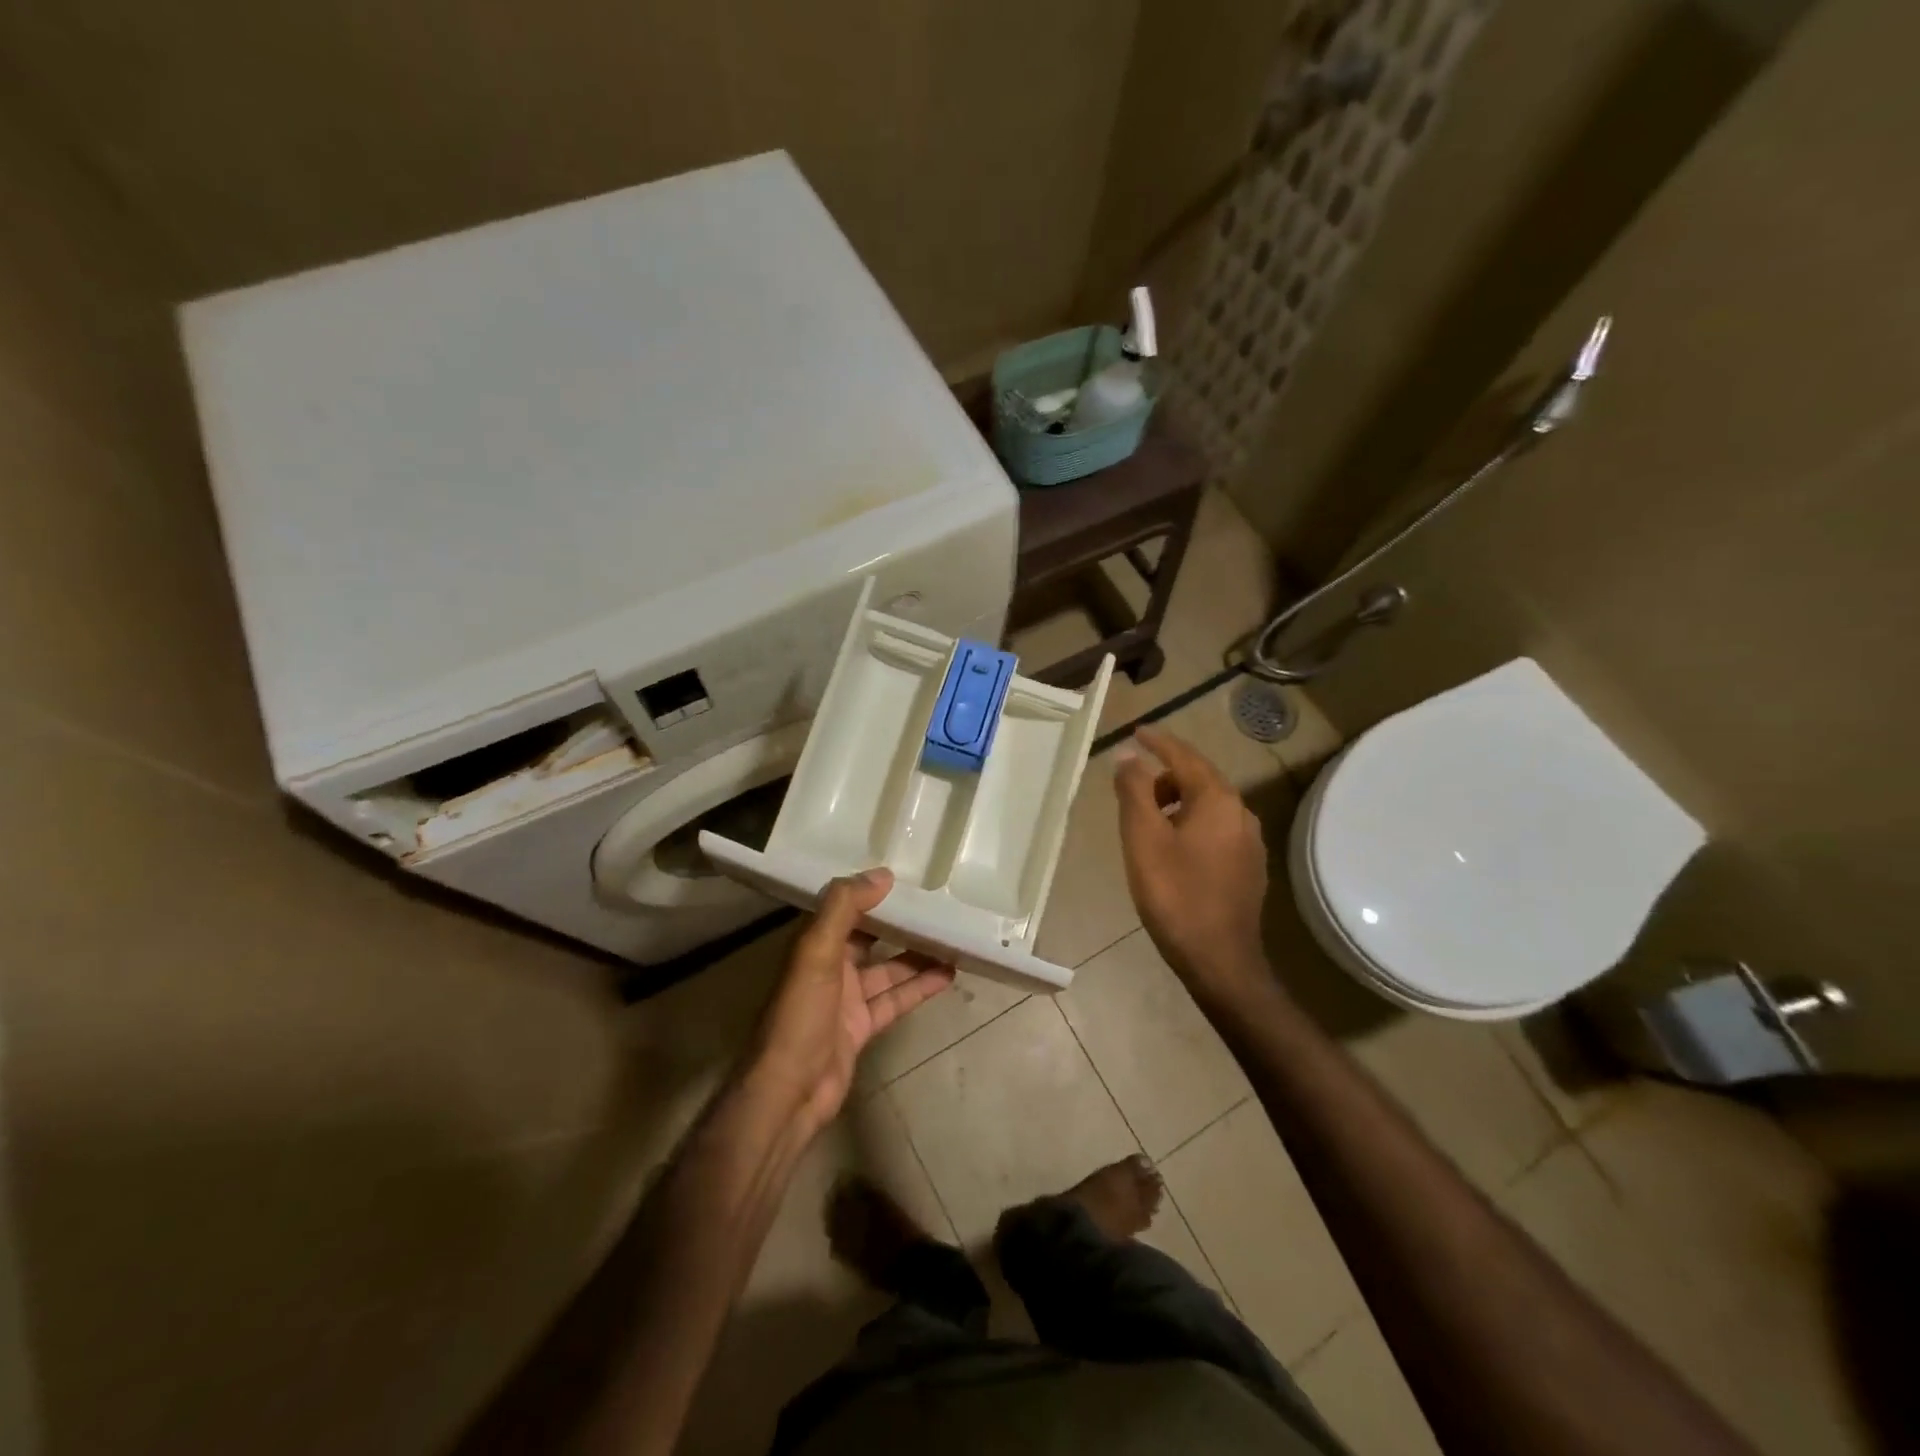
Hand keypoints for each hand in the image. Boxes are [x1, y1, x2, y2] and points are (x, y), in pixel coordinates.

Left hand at [746, 869, 955, 1134]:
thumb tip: (882, 874)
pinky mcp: (862, 1027)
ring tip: (952, 936)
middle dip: (899, 922)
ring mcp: (847, 999)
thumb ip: (844, 908)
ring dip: (917, 954)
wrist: (789, 1091)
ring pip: (888, 968)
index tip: (906, 874)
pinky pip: (896, 999)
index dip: (871, 890)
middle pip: (870, 936)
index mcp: (814, 944)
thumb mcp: (817, 952)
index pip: (845, 907)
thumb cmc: (800, 1014)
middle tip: (937, 902)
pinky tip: (947, 974)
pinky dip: (919, 987)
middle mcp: (830, 967)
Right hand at [1114, 728, 1274, 1006]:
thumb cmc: (1174, 894)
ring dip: (1179, 801)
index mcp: (1217, 799)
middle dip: (1167, 774)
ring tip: (1148, 818)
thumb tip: (1129, 757)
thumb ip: (1134, 791)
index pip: (1185, 756)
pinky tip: (1174, 847)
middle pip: (1200, 779)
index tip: (1137, 732)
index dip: (1158, 742)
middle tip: (1134, 783)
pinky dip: (1192, 823)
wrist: (1220, 959)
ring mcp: (1250, 842)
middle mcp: (1241, 813)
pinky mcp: (1250, 867)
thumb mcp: (1142, 838)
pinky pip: (1217, 829)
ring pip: (1210, 806)